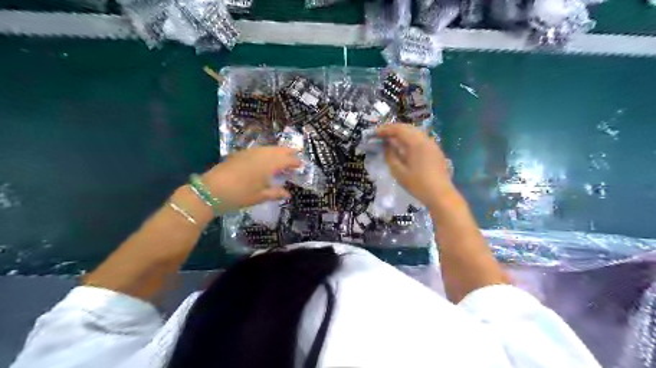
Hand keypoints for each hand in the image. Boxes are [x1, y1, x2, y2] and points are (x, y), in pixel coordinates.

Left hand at [201, 145, 299, 210]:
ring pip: (268, 148)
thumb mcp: (260, 196)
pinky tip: (266, 157)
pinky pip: (259, 150)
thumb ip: (276, 193)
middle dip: (288, 152)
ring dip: (278, 150)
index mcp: (269, 164)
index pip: (287, 160)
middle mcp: (261, 155)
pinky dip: (267, 152)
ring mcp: (249, 153)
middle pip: (278, 150)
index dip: (295, 161)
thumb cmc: (239, 195)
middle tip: (296, 154)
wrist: (211, 190)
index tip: (301, 164)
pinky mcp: (240, 154)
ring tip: (283, 155)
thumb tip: (287, 194)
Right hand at [376, 124, 454, 207]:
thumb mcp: (399, 172)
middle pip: (408, 128)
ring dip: (402, 134)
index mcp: (416, 143)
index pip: (399, 129)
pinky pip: (420, 139)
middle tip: (381, 135)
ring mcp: (432, 144)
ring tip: (390, 140)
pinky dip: (409, 139)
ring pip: (415, 132)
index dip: (386, 129)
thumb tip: (386, 146)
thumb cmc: (418, 184)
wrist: (440, 195)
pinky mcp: (435, 151)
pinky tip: (404, 147)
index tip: (375, 133)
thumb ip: (390, 156)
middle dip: (393, 130)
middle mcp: (425, 139)